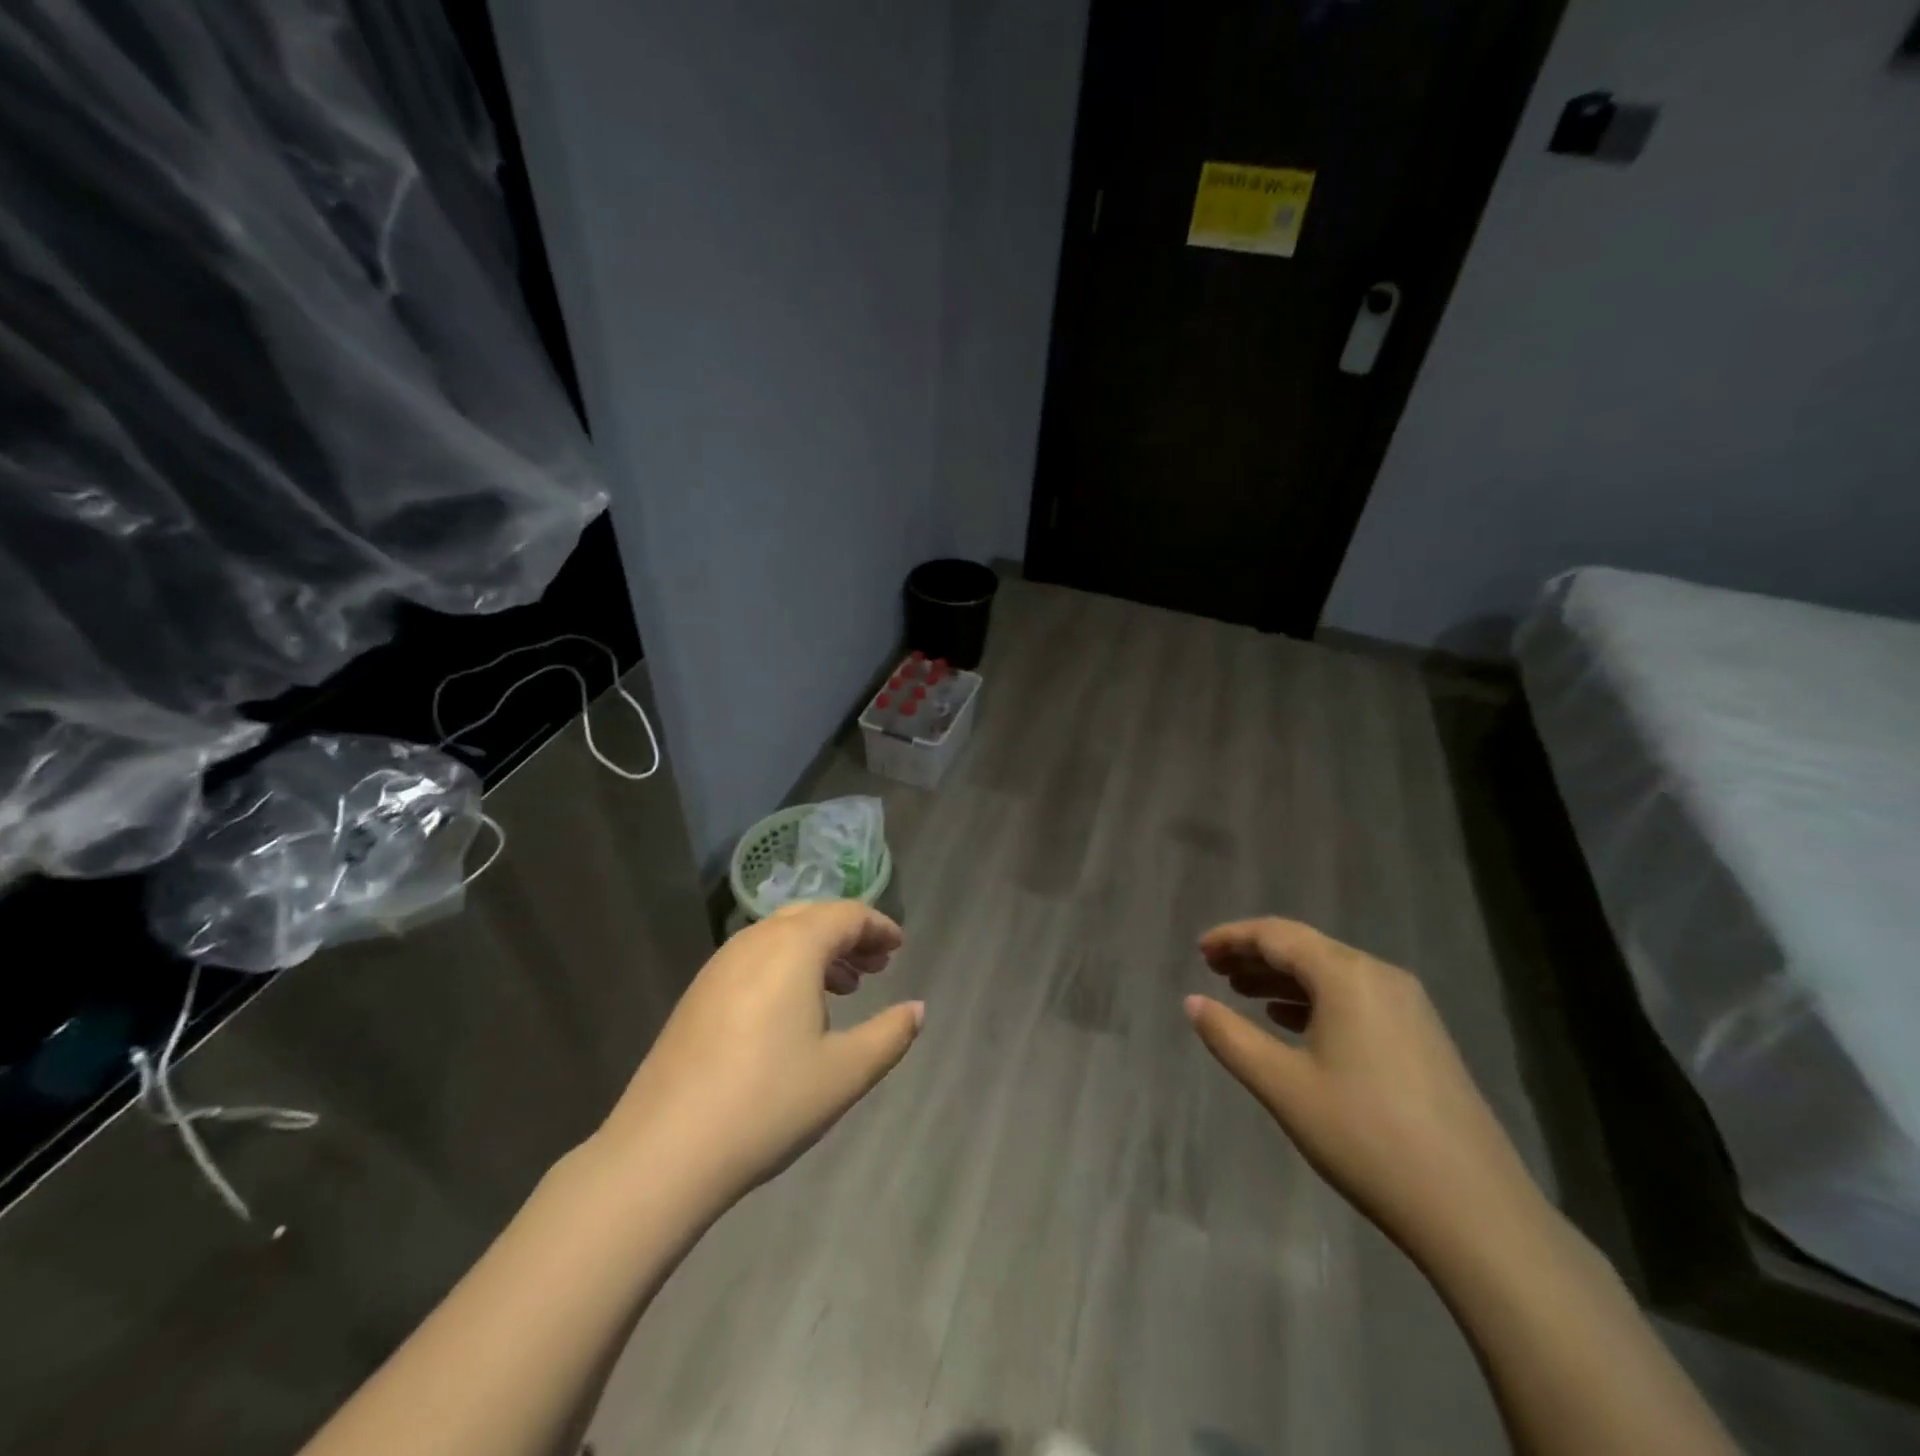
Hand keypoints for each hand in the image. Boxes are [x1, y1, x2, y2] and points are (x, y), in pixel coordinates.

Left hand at [595, 901, 923, 1209]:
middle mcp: (754, 941)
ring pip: (780, 936)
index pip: (846, 915)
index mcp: (793, 947)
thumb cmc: (768, 1103)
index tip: (899, 947)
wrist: (665, 1150)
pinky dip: (787, 966)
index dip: (878, 926)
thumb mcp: (846, 1072)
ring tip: (845, 987)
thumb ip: (890, 1034)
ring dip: (818, 951)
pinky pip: (755, 958)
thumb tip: (917, 1009)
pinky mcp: (698, 993)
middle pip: (812, 917)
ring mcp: (720, 965)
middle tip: (878, 965)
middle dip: (849, 935)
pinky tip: (795, 1010)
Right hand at [1185, 917, 1545, 1263]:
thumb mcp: (1282, 1085)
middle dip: (1256, 956)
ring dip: (1283, 979)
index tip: (1199, 950)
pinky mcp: (1423, 1038)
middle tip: (1213, 970)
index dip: (1233, 938)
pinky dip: (1315, 1002)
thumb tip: (1193, 1002)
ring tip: (1242, 993)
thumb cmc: (1365, 1137)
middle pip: (1306, 949)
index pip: (1277, 936)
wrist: (1475, 1212)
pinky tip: (1292, 1024)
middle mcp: (1380, 977)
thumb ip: (1230, 1037)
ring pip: (1331, 975)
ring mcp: (1409, 1007)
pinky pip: (1355, 1000)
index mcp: (1347, 976)